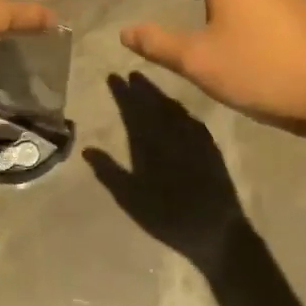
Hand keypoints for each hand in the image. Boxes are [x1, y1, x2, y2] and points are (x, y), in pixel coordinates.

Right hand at [84, 74, 245, 270]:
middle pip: (156, 104)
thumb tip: (88, 149)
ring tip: (150, 85)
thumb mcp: (131, 199)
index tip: (113, 76)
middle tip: (131, 74)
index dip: (123, 93)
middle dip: (142, 88)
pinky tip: (180, 111)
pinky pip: (193, 121)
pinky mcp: (212, 149)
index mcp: (152, 144)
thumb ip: (110, 172)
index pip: (134, 110)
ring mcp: (196, 140)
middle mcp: (174, 135)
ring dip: (162, 96)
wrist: (217, 231)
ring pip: (175, 109)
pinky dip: (182, 111)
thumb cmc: (169, 217)